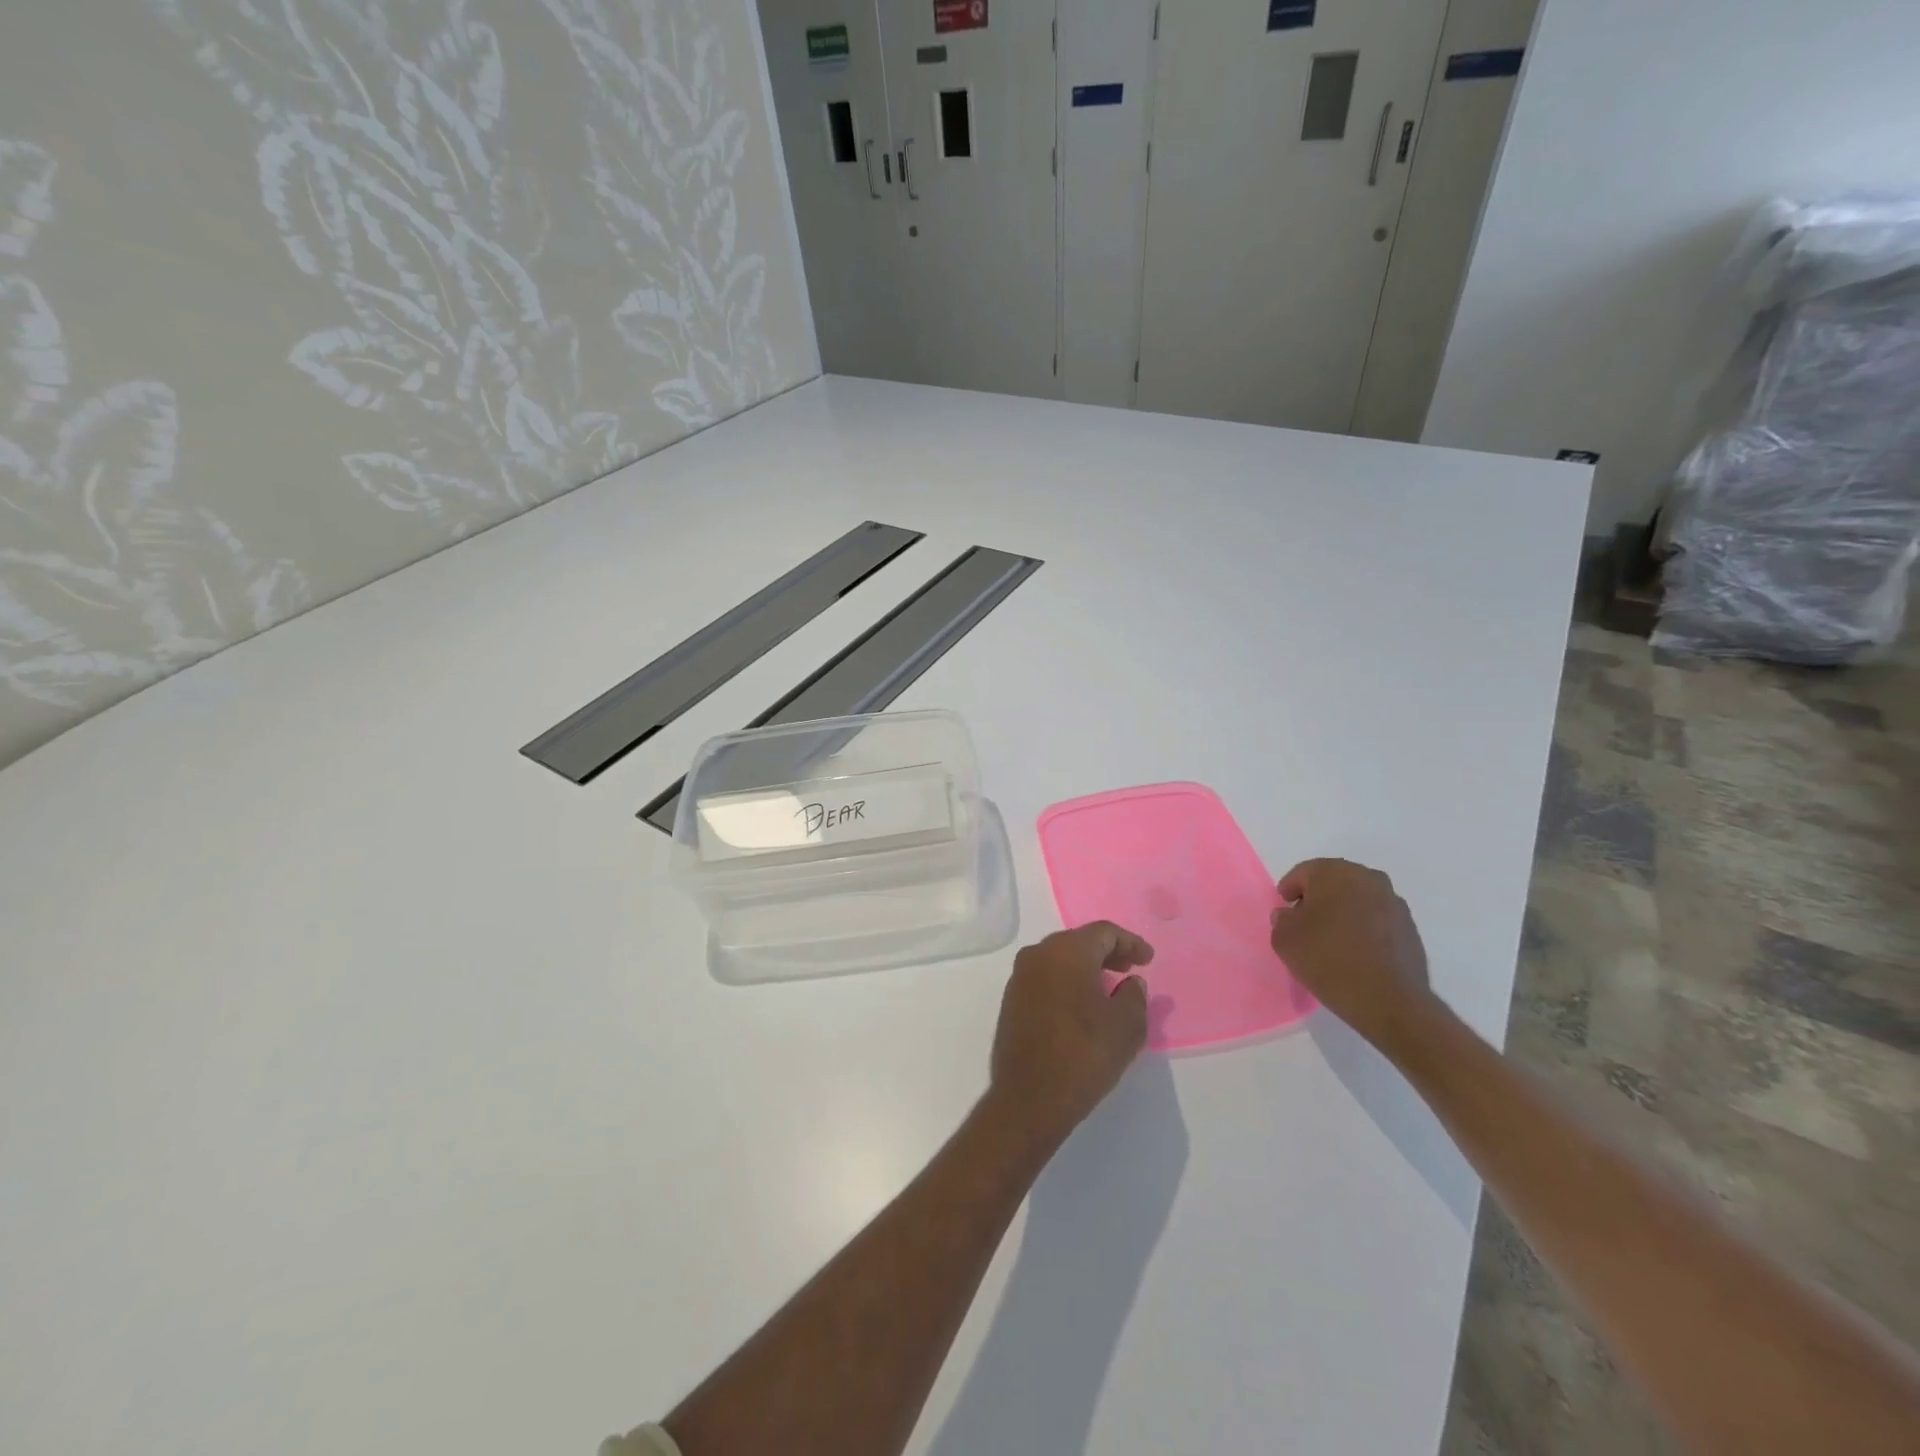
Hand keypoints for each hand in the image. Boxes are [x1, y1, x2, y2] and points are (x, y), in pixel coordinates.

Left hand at [987, 922, 1152, 1150]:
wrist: (1029, 1098)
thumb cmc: (1084, 1055)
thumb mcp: (1126, 1027)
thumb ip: (1135, 996)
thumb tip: (1131, 982)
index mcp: (1066, 951)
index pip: (1103, 932)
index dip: (1130, 942)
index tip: (1148, 959)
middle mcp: (1038, 954)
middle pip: (1079, 941)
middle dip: (1107, 952)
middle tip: (1130, 969)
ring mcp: (1020, 976)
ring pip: (1059, 958)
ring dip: (1085, 967)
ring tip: (1109, 987)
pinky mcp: (1011, 999)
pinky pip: (1045, 977)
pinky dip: (1067, 981)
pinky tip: (1082, 1003)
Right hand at [1270, 858, 1433, 1051]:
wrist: (1389, 1000)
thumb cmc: (1328, 959)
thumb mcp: (1284, 940)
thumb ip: (1282, 920)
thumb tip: (1290, 915)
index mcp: (1334, 873)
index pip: (1303, 873)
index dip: (1289, 891)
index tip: (1284, 911)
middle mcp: (1368, 878)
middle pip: (1333, 882)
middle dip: (1318, 899)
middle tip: (1305, 923)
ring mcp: (1394, 903)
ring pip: (1358, 900)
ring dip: (1343, 912)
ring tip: (1332, 940)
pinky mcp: (1410, 928)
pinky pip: (1377, 920)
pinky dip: (1364, 929)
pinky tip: (1356, 952)